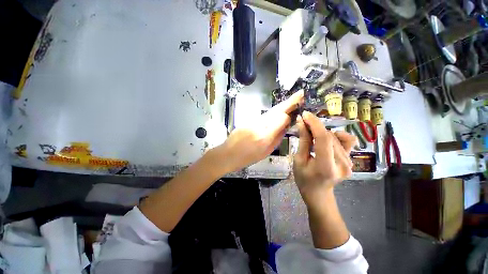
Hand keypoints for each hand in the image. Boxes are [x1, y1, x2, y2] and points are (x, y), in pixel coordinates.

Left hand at [216, 91, 303, 172]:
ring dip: (282, 106)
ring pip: (271, 111)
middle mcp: (259, 125)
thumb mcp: (266, 151)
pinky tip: (279, 112)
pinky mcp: (249, 119)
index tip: (295, 115)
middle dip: (289, 102)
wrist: (228, 154)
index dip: (289, 115)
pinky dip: (274, 112)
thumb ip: (278, 137)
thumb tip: (286, 125)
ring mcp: (253, 120)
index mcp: (264, 136)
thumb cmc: (247, 158)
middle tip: (301, 94)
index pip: (281, 118)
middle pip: (276, 110)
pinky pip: (265, 114)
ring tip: (293, 101)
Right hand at [293, 111, 356, 204]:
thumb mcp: (299, 160)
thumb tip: (301, 122)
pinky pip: (348, 140)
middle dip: (315, 127)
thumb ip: (303, 141)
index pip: (324, 139)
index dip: (314, 124)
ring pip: (336, 137)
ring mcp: (350, 162)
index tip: (305, 115)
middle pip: (330, 136)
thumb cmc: (304, 179)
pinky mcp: (351, 160)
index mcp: (326, 167)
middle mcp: (343, 164)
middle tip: (304, 125)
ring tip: (312, 136)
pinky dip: (337, 135)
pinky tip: (328, 138)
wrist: (318, 193)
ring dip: (322, 132)